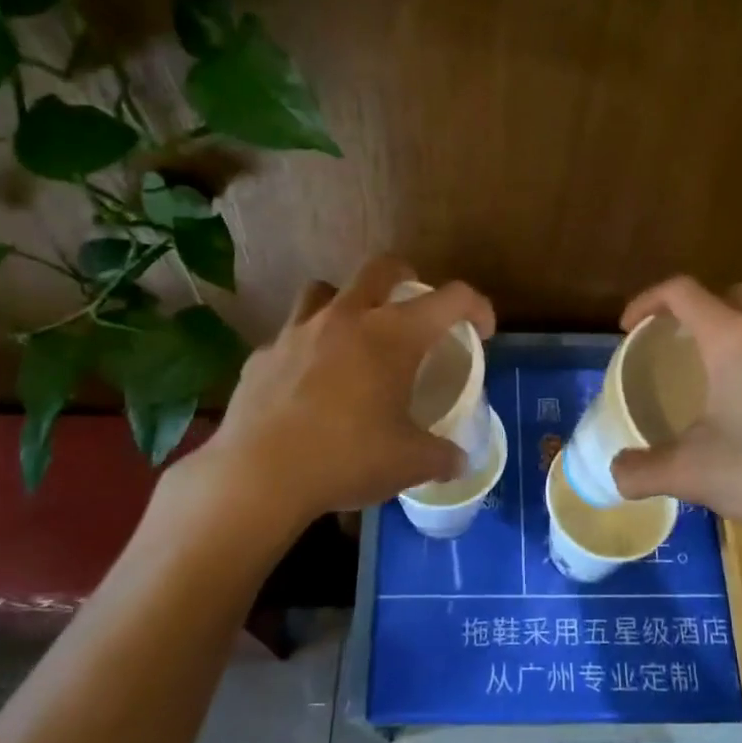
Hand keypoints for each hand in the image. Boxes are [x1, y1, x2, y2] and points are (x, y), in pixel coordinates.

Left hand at [206, 254, 496, 527]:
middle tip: (415, 308)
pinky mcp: (263, 354)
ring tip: (354, 334)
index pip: (452, 299)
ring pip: (325, 289)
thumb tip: (459, 461)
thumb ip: (442, 457)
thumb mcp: (409, 463)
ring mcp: (299, 331)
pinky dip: (307, 347)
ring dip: (347, 301)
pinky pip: (291, 335)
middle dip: (407, 277)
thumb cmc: (347, 458)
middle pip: (382, 267)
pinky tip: (308, 382)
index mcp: (393, 335)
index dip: (477, 307)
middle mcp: (347, 318)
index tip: (482, 330)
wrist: (259, 475)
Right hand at [609, 277, 741, 560]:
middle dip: (699, 310)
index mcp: (733, 338)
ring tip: (722, 376)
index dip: (648, 301)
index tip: (630, 329)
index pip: (682, 291)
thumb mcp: (693, 474)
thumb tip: (616, 475)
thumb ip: (644, 471)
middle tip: (681, 346)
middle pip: (732, 294)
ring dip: (739, 332)